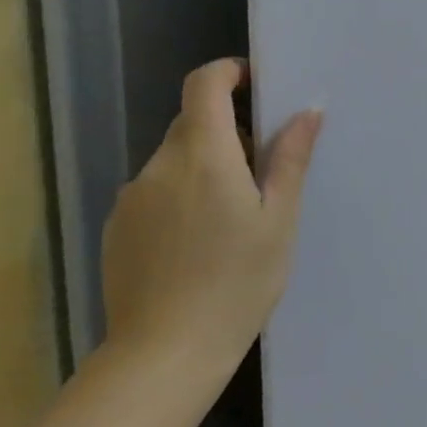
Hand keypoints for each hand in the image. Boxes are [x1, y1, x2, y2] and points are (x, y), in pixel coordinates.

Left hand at [101, 58, 322, 382]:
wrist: (165, 354)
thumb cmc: (238, 282)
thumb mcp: (279, 219)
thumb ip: (289, 159)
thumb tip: (307, 110)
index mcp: (204, 157)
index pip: (204, 85)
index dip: (229, 73)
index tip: (258, 85)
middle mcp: (159, 166)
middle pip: (193, 123)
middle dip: (229, 130)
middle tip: (264, 172)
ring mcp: (132, 197)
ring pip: (176, 159)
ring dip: (207, 165)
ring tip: (235, 216)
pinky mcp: (119, 227)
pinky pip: (157, 190)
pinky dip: (183, 194)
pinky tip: (201, 241)